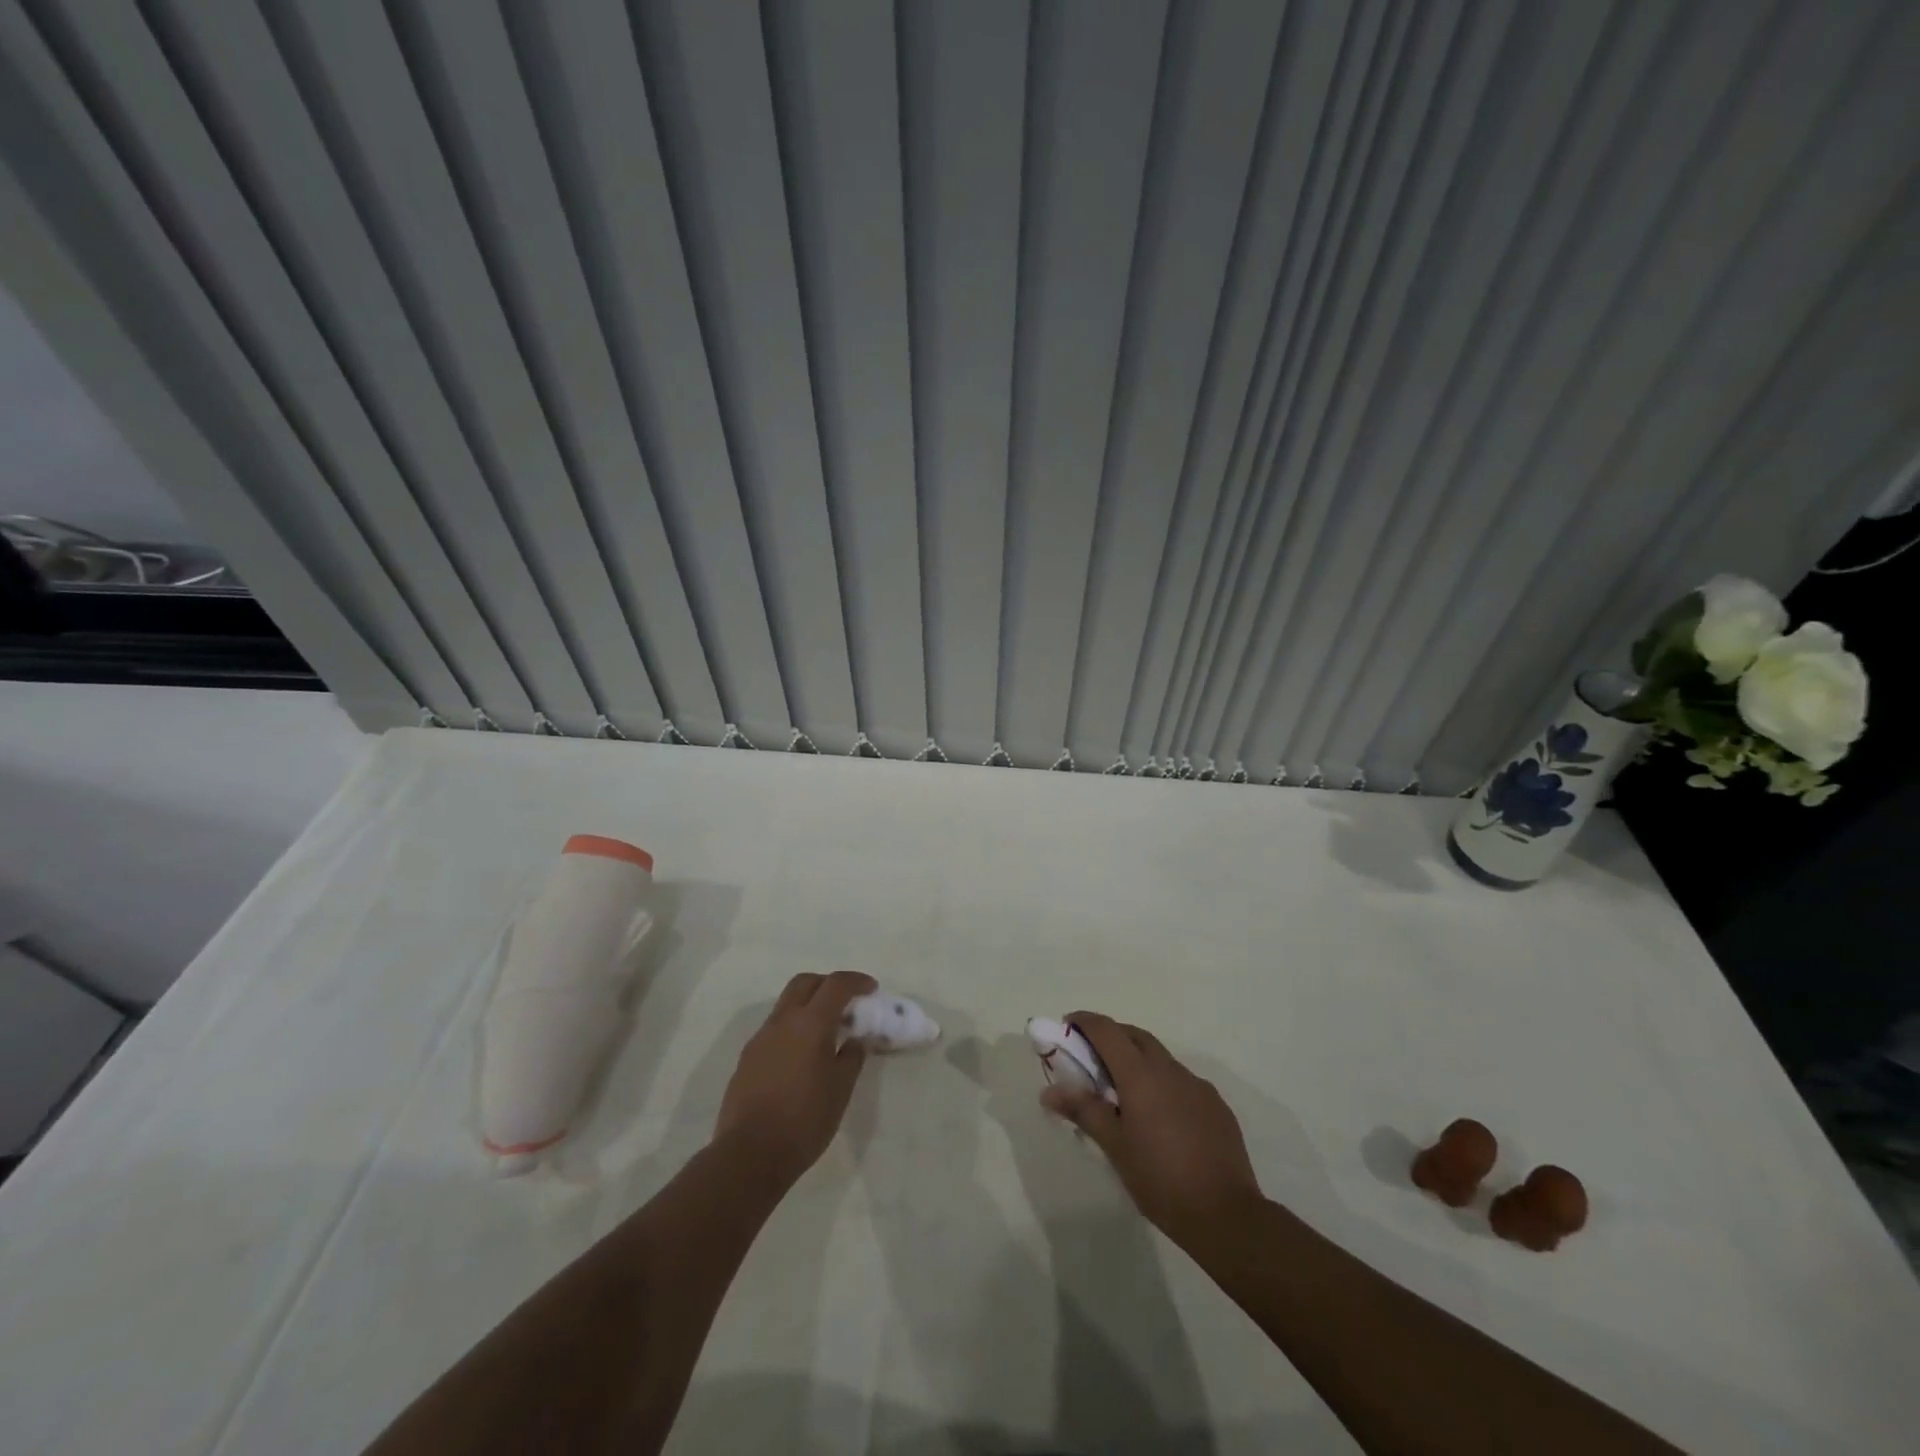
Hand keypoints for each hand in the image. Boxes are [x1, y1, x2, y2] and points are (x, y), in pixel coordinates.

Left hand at [714, 971, 874, 1187]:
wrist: (749, 1155)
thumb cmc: (804, 1121)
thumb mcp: (841, 1090)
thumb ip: (851, 1057)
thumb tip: (855, 1039)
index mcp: (810, 1024)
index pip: (836, 984)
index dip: (856, 981)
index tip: (871, 989)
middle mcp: (782, 1021)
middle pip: (805, 983)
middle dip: (828, 984)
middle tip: (846, 1002)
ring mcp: (760, 1038)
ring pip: (786, 1003)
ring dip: (808, 1005)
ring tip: (826, 1032)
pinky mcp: (747, 1057)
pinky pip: (774, 1028)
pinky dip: (793, 1027)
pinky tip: (802, 1056)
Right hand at [1040, 1011, 1263, 1248]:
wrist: (1226, 1215)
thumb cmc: (1160, 1179)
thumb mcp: (1114, 1146)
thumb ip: (1083, 1110)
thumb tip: (1049, 1091)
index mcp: (1141, 1074)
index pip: (1107, 1029)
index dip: (1084, 1022)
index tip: (1067, 1027)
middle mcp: (1170, 1069)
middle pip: (1135, 1036)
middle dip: (1111, 1037)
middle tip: (1091, 1059)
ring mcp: (1197, 1086)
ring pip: (1161, 1058)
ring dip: (1138, 1061)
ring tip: (1125, 1094)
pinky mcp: (1216, 1106)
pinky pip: (1182, 1082)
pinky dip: (1163, 1085)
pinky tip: (1161, 1119)